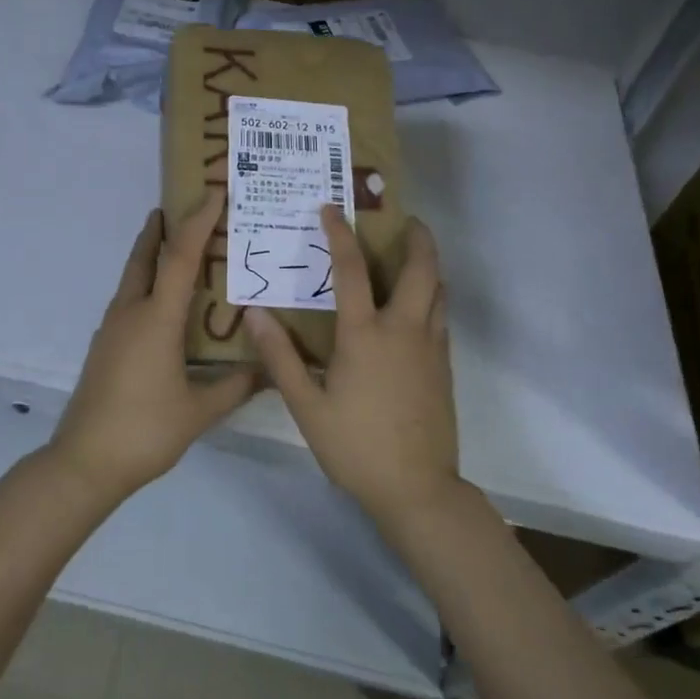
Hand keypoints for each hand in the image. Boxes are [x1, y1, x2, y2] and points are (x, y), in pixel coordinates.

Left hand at [47, 190, 259, 505]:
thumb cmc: (145, 431)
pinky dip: (146, 284)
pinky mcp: (104, 345)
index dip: (198, 221)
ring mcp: (112, 328)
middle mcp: (130, 313)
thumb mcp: (199, 411)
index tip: (213, 193)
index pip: (180, 257)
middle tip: (182, 206)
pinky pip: (129, 299)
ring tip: (176, 247)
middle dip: (163, 228)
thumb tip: (272, 371)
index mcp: (156, 319)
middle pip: (145, 256)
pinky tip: (163, 304)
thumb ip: (237, 387)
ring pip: (133, 277)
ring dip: (151, 254)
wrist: (84, 462)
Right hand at [246, 206, 460, 527]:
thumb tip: (255, 314)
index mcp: (366, 335)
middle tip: (405, 219)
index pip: (352, 270)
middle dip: (417, 238)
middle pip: (422, 270)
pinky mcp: (444, 367)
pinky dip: (433, 297)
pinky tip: (416, 308)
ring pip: (439, 292)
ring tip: (413, 254)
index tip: (331, 209)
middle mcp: (404, 330)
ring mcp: (431, 348)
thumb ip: (280, 357)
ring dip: (429, 266)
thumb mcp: (307, 406)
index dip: (340, 235)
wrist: (417, 489)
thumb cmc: (356, 446)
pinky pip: (442, 318)